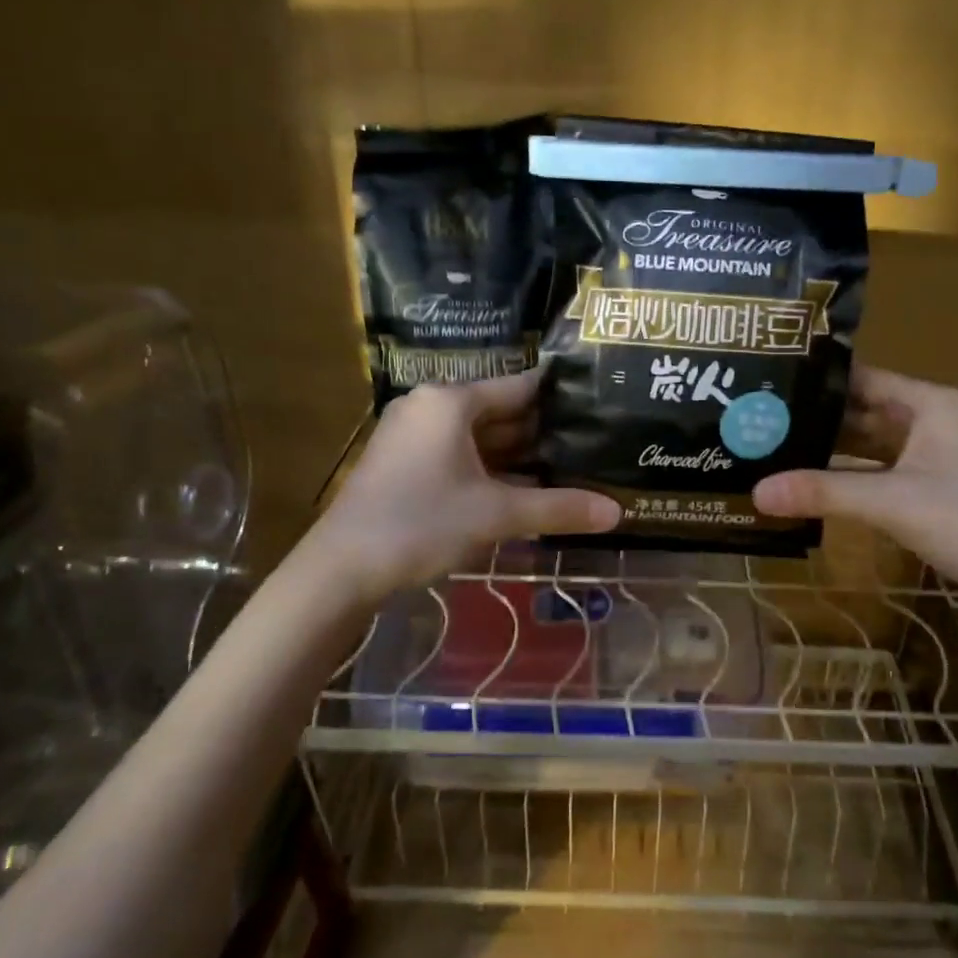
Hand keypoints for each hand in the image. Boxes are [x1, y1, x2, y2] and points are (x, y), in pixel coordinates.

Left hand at [312, 370, 619, 602]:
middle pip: (498, 412)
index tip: (596, 403)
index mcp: (450, 402)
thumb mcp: (496, 515)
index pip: (518, 387)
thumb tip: (617, 512)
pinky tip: (523, 488)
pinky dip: (490, 469)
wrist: (340, 570)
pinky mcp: (403, 464)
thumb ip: (558, 508)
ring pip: (478, 437)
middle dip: (541, 431)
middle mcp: (429, 408)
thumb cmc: (421, 524)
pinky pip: (458, 455)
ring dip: (517, 455)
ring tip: (567, 465)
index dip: (558, 396)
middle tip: (590, 441)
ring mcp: (412, 436)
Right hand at [753, 365, 957, 595]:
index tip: (766, 384)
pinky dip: (848, 476)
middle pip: (861, 411)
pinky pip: (878, 471)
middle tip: (757, 420)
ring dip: (829, 449)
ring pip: (868, 444)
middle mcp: (929, 420)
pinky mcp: (930, 487)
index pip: (860, 378)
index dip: (816, 381)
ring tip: (772, 448)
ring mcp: (931, 455)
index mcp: (928, 403)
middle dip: (815, 417)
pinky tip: (811, 483)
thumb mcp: (892, 502)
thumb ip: (823, 492)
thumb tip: (755, 492)